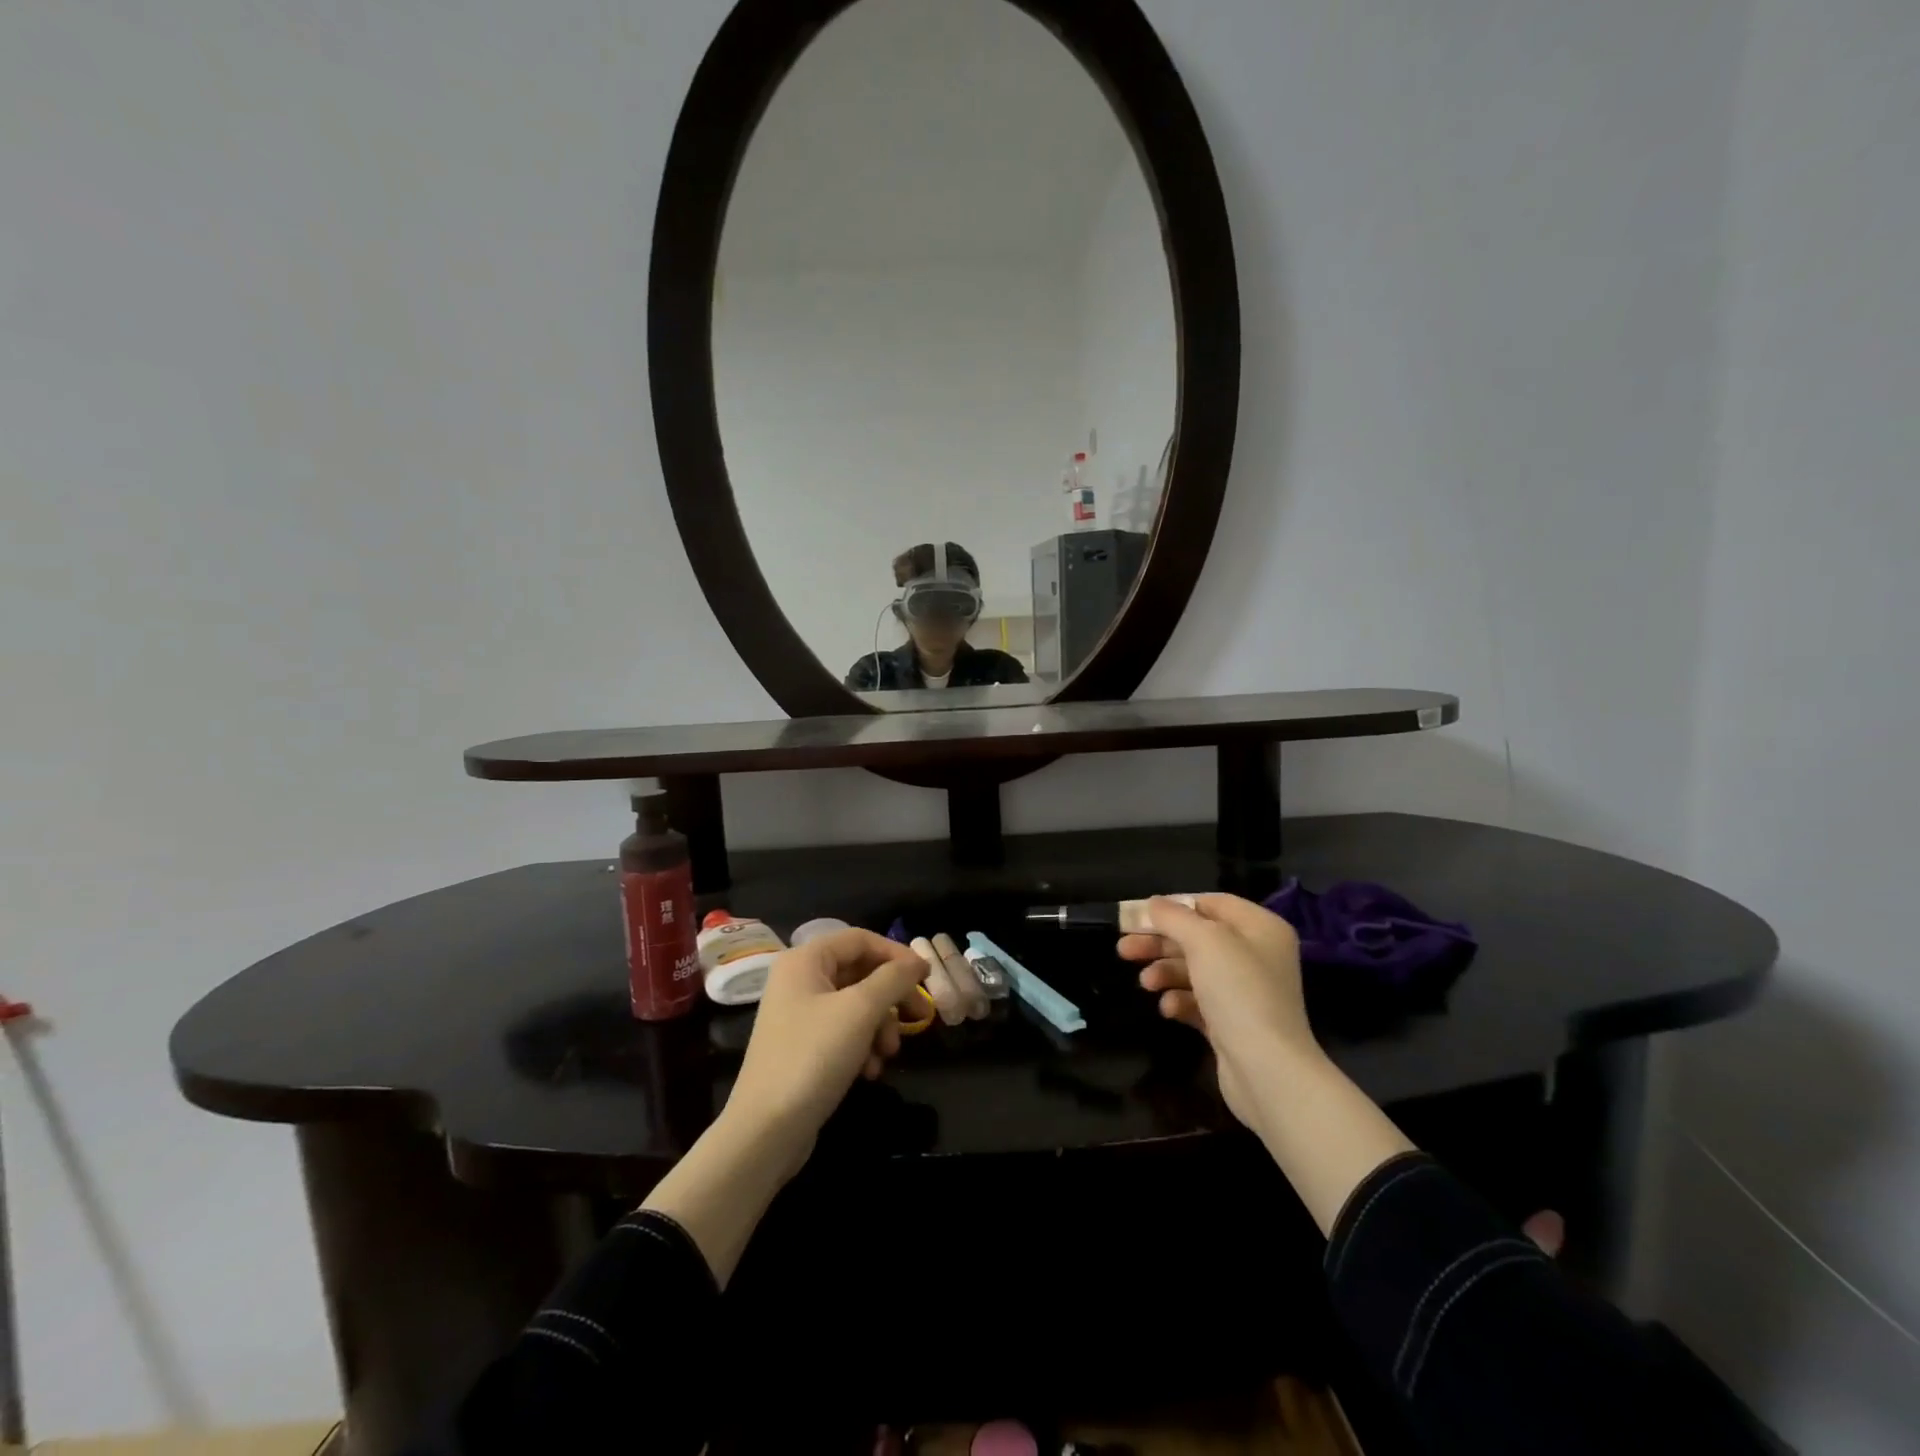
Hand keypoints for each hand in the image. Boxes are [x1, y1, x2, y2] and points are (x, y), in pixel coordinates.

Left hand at [725, 928, 928, 1168]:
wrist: (766, 1131)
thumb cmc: (813, 1057)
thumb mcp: (860, 1010)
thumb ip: (893, 978)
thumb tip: (918, 961)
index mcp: (805, 960)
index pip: (860, 939)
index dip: (896, 954)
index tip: (925, 977)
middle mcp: (799, 980)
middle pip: (860, 972)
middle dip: (891, 997)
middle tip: (920, 1017)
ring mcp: (799, 1015)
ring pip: (855, 1005)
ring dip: (880, 1026)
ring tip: (888, 1053)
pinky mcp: (803, 1047)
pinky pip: (843, 1032)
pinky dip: (862, 1046)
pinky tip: (870, 1071)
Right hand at [1118, 894, 1317, 1131]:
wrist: (1267, 1069)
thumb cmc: (1239, 991)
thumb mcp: (1203, 941)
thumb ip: (1174, 917)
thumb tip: (1153, 903)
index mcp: (1260, 928)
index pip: (1211, 903)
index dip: (1173, 906)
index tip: (1138, 915)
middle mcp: (1256, 955)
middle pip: (1197, 938)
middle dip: (1159, 942)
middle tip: (1123, 948)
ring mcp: (1245, 991)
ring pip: (1194, 970)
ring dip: (1165, 972)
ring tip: (1145, 983)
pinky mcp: (1233, 1023)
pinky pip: (1199, 1001)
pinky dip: (1180, 1000)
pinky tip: (1168, 1009)